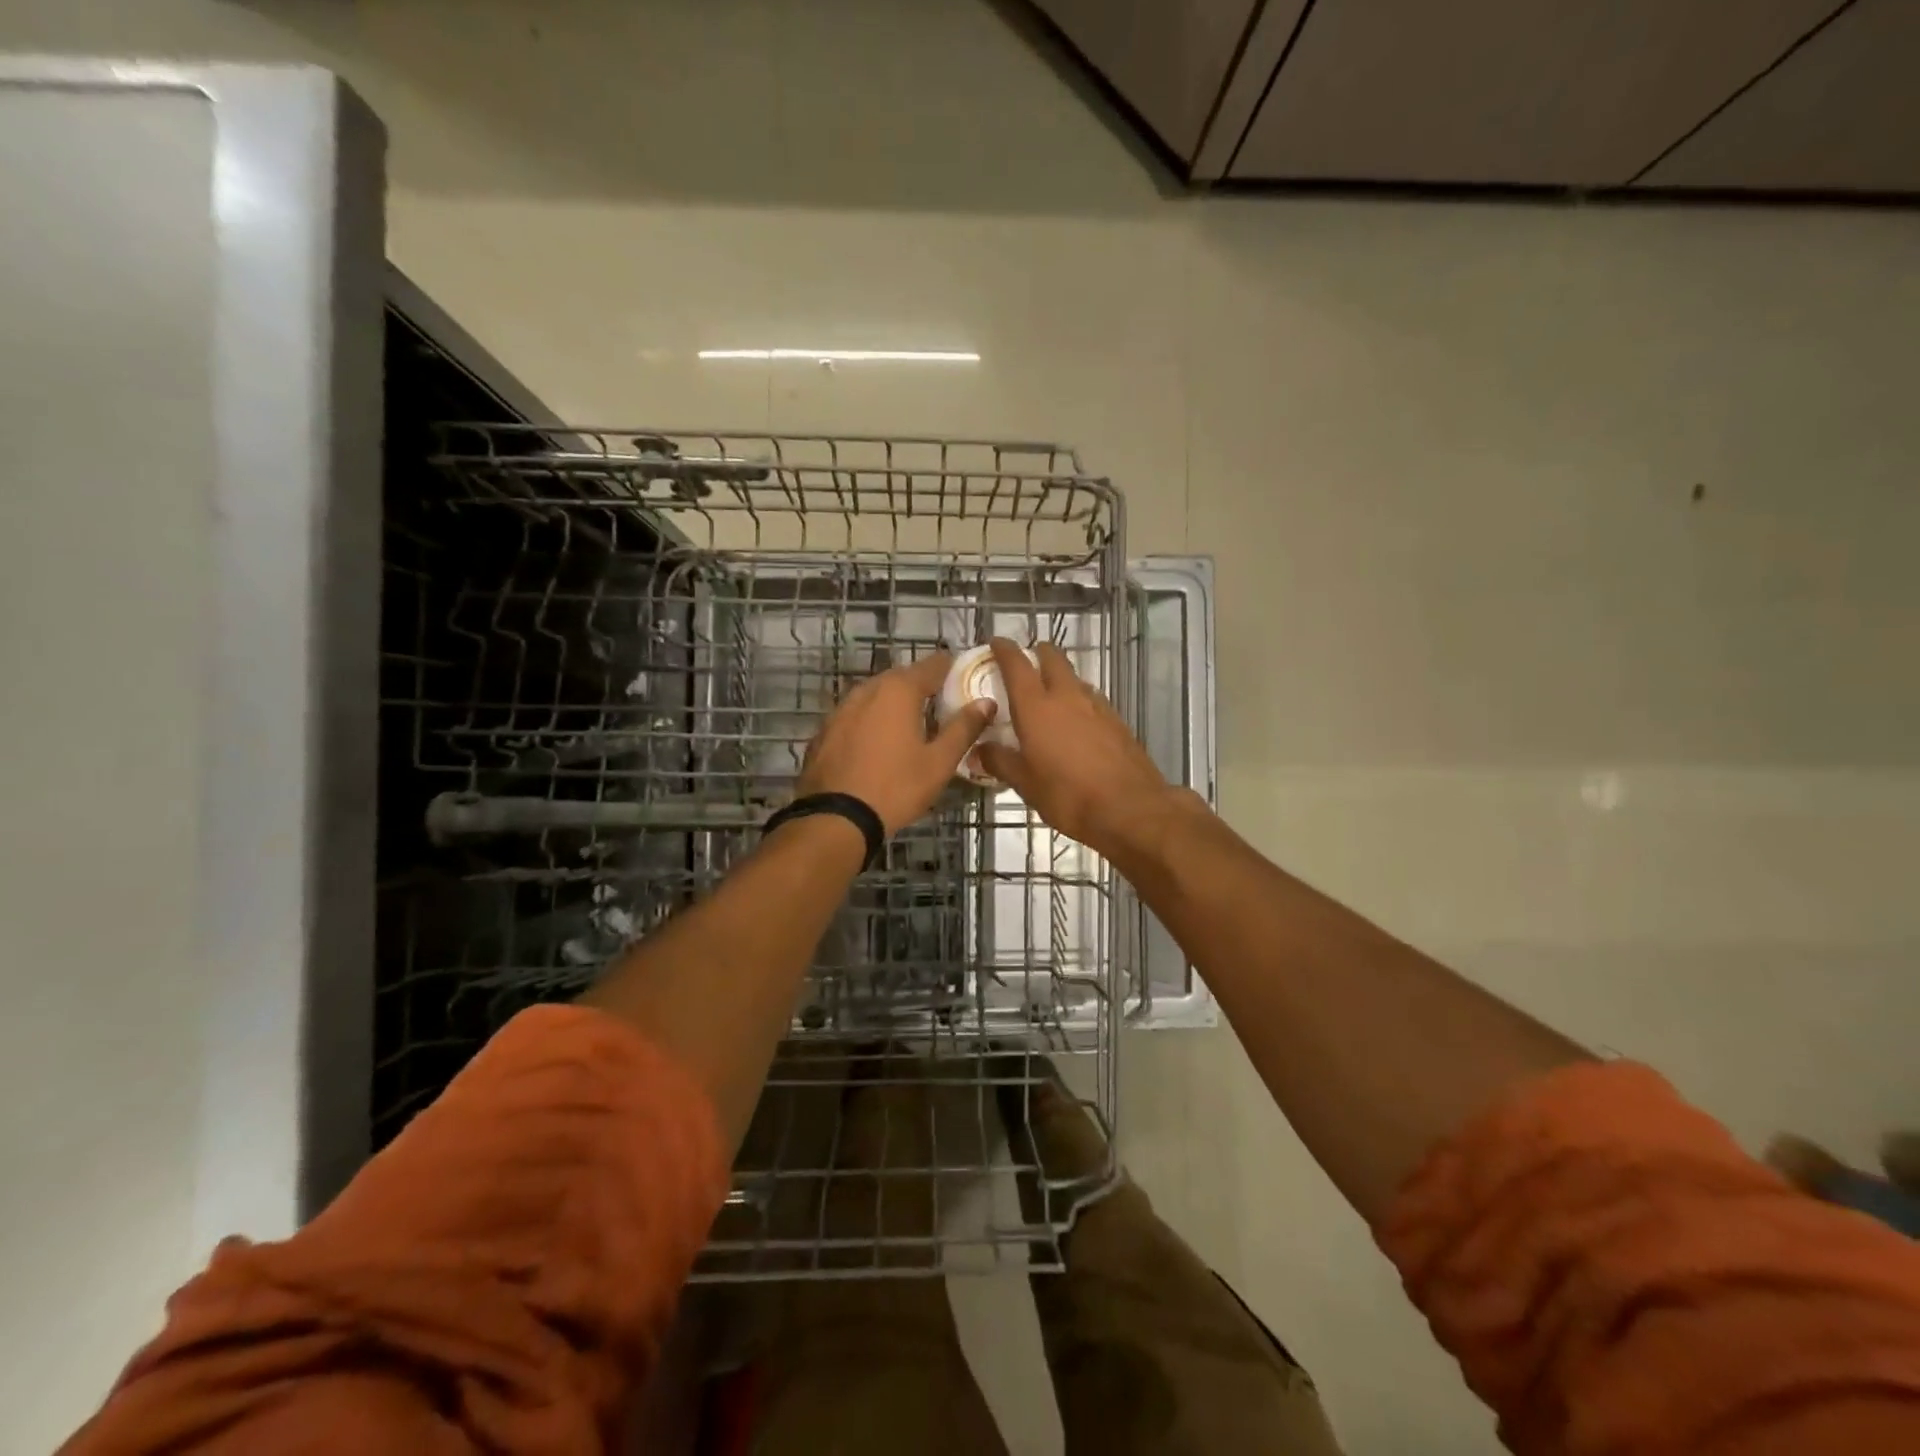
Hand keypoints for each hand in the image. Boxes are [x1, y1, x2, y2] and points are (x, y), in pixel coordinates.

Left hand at [796, 652, 995, 832]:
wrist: (835, 818)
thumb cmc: (896, 787)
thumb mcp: (939, 762)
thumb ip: (964, 728)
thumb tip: (986, 702)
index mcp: (899, 690)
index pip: (934, 664)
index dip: (953, 670)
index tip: (967, 683)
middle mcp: (868, 689)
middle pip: (904, 677)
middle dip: (925, 689)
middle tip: (944, 711)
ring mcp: (842, 708)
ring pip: (878, 695)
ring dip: (897, 705)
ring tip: (914, 729)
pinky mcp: (826, 729)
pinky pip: (858, 715)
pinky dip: (873, 721)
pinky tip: (880, 745)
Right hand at [975, 638, 1173, 854]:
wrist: (1130, 808)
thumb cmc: (1068, 795)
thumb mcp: (1025, 784)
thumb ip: (1000, 762)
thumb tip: (978, 751)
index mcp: (1036, 707)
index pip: (1016, 665)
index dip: (1004, 650)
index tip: (996, 642)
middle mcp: (1067, 697)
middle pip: (1053, 659)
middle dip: (1038, 653)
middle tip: (1026, 662)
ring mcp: (1097, 706)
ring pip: (1075, 678)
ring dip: (1060, 678)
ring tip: (1049, 694)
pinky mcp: (1117, 721)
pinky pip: (1092, 699)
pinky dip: (1079, 700)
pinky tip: (1076, 721)